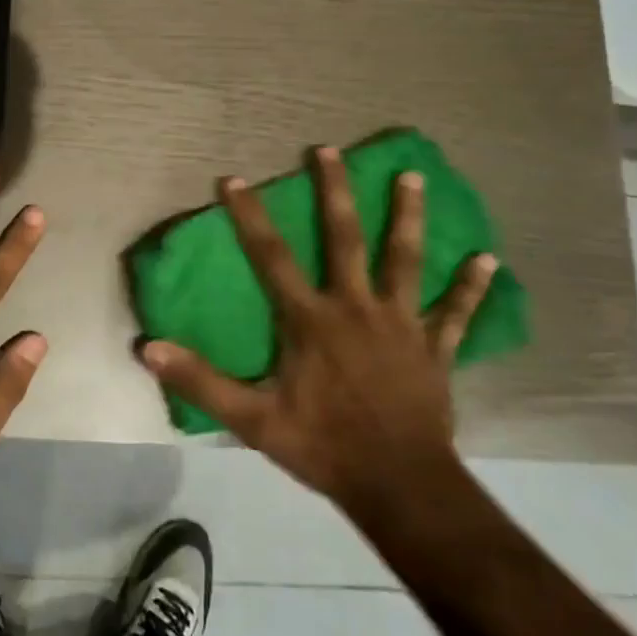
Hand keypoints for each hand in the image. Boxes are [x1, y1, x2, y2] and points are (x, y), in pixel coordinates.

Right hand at [141, 146, 495, 516]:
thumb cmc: (323, 446)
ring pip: (405, 260)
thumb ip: (201, 381)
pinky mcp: (434, 348)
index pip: (272, 258)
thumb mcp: (253, 419)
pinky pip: (456, 313)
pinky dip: (471, 287)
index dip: (250, 217)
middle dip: (334, 191)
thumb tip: (149, 348)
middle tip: (329, 149)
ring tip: (413, 176)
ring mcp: (401, 324)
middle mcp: (356, 307)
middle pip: (345, 238)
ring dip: (408, 217)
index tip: (234, 179)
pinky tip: (488, 259)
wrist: (399, 486)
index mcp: (310, 320)